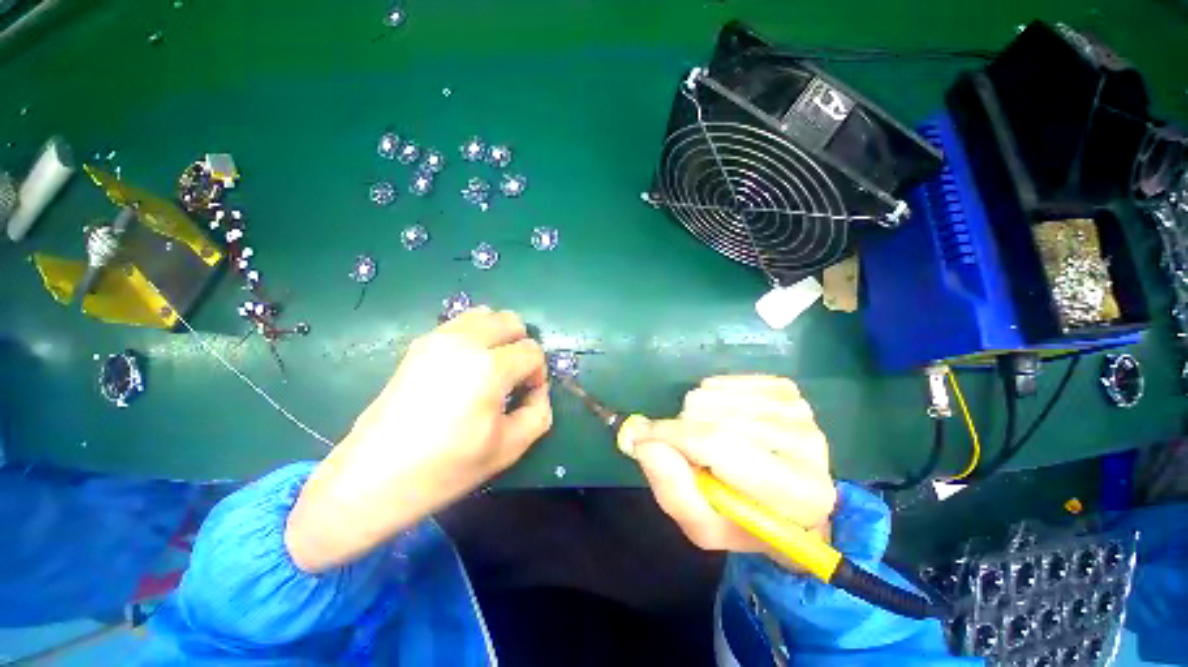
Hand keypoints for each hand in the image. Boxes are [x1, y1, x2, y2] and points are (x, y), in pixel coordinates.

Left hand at [286, 307, 551, 571]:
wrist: (375, 476)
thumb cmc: (446, 467)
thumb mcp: (509, 447)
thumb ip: (539, 412)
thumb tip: (537, 389)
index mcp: (489, 368)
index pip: (532, 351)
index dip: (537, 373)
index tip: (526, 395)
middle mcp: (465, 342)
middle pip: (512, 321)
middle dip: (521, 345)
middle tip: (513, 376)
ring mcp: (438, 338)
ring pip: (486, 314)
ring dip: (499, 336)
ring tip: (491, 367)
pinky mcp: (420, 343)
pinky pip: (461, 324)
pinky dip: (476, 336)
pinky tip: (467, 366)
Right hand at [630, 375, 835, 559]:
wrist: (786, 501)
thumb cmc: (742, 518)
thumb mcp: (702, 524)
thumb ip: (672, 488)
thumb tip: (642, 440)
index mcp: (798, 494)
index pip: (720, 444)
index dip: (671, 437)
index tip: (639, 437)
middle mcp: (808, 444)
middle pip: (710, 415)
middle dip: (684, 432)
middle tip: (693, 456)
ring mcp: (797, 409)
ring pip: (710, 393)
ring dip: (696, 417)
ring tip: (712, 442)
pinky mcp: (784, 388)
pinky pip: (719, 381)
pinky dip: (708, 399)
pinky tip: (724, 421)